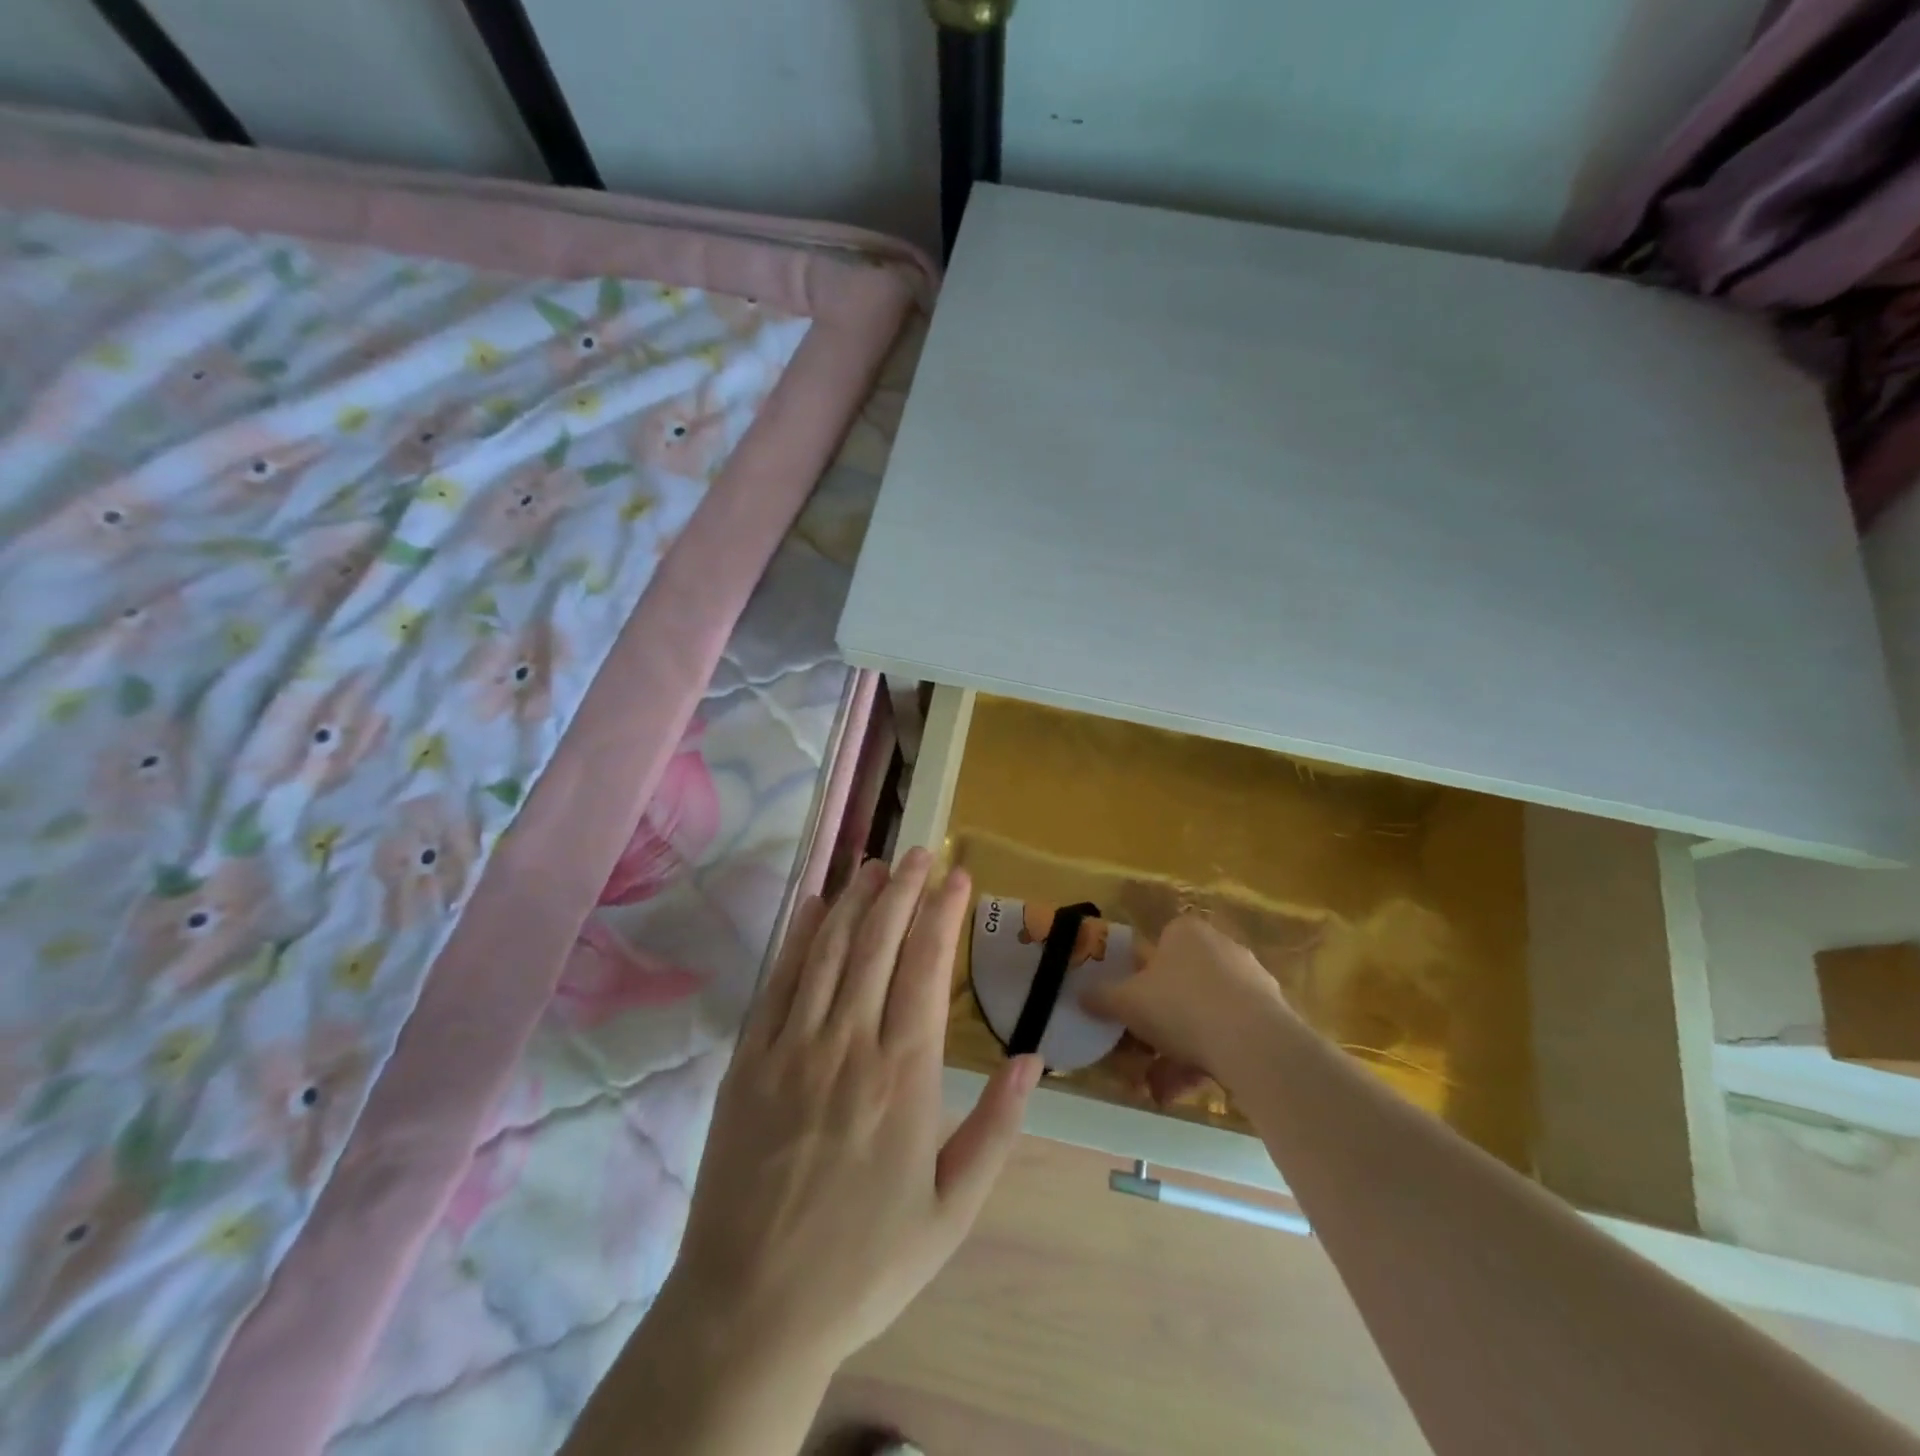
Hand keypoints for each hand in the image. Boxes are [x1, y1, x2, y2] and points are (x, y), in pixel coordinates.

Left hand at [670, 849, 1041, 1374]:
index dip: (943, 914)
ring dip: (854, 900)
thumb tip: (1032, 1059)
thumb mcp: (951, 1211)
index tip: (958, 876)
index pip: (925, 968)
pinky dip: (798, 938)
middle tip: (921, 852)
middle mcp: (847, 1046)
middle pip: (877, 944)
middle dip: (903, 890)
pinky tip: (812, 906)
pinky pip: (777, 983)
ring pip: (827, 952)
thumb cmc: (865, 1262)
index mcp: (902, 1077)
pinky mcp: (747, 1061)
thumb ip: (996, 1130)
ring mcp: (790, 1048)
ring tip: (876, 865)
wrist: (752, 1309)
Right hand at [1082, 913, 1290, 1084]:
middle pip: (1180, 986)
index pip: (1158, 946)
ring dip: (1177, 1052)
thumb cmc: (1180, 1005)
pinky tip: (1186, 1091)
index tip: (1130, 1009)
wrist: (1253, 1043)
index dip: (1140, 979)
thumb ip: (1101, 997)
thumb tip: (1080, 995)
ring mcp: (1250, 983)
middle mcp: (1220, 948)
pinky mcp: (1271, 1017)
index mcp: (1185, 932)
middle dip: (1158, 1025)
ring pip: (1203, 1016)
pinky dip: (1206, 1061)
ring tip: (1159, 1088)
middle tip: (1140, 1055)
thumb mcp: (1126, 1002)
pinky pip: (1228, 1036)